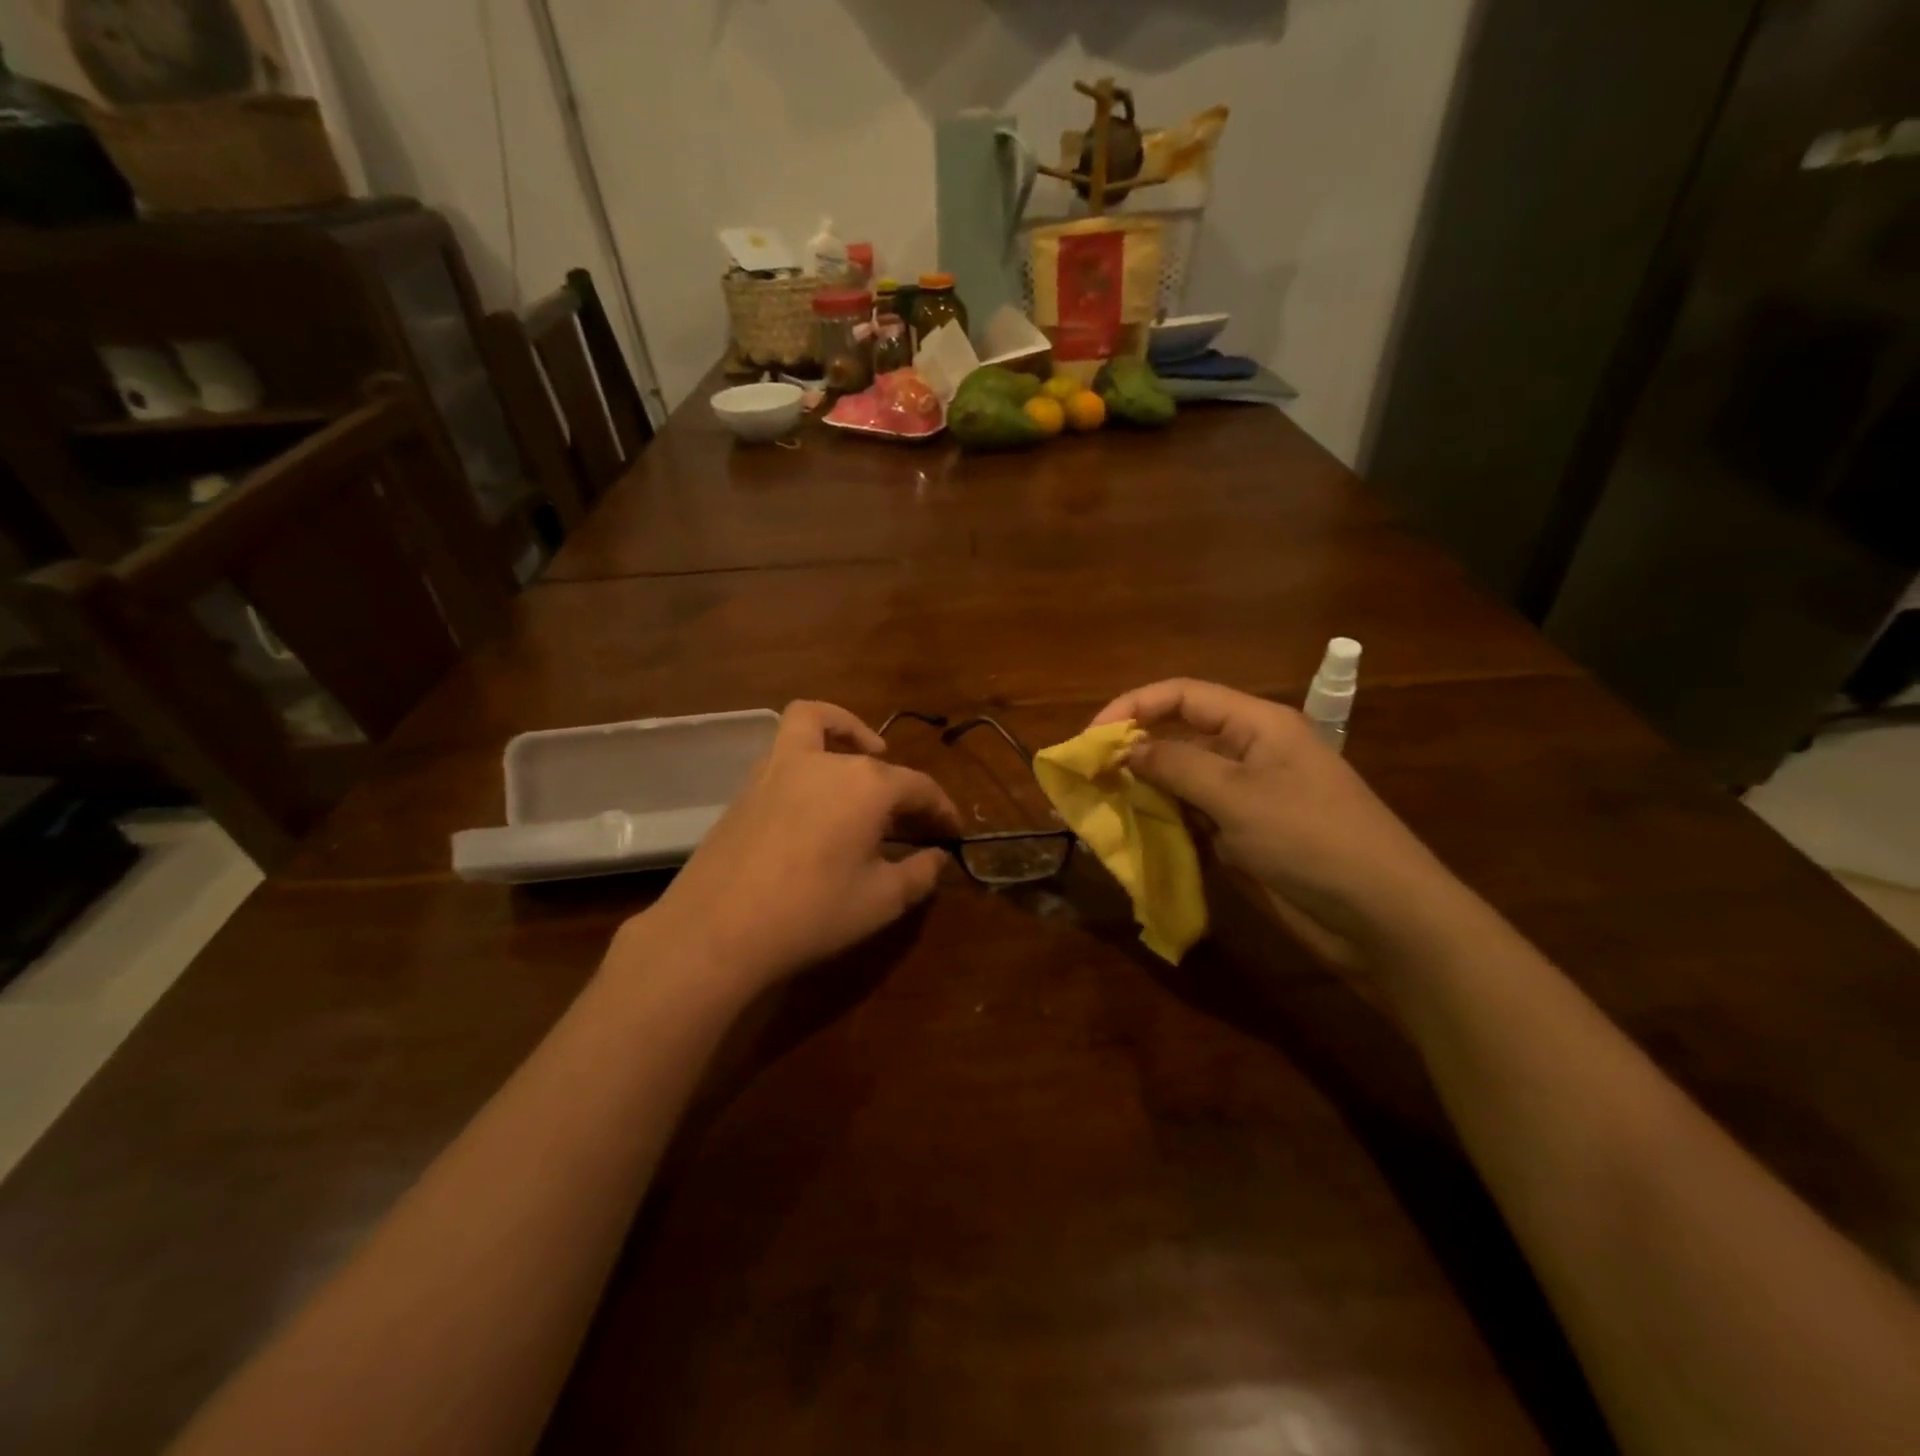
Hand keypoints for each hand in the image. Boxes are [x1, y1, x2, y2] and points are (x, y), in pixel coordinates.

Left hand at [636, 701, 960, 993]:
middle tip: (912, 823)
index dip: (942, 810)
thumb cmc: (812, 913)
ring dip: (846, 732)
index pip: (919, 787)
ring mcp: (780, 766)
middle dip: (902, 788)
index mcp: (867, 785)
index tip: (953, 833)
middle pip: (876, 763)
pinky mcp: (749, 784)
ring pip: (817, 722)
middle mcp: (826, 762)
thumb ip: (920, 873)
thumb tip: (937, 857)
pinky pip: (786, 746)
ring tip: (862, 760)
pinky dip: (809, 749)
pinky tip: (814, 793)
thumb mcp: (881, 901)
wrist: (717, 930)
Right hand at [1091, 679, 1459, 955]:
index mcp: (1257, 724)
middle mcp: (1249, 753)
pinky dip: (1162, 824)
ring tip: (1100, 807)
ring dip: (1143, 790)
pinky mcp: (1244, 837)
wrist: (1381, 916)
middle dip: (1132, 750)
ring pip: (1181, 781)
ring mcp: (1247, 798)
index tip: (1092, 736)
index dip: (1134, 706)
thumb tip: (1127, 749)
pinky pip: (1192, 819)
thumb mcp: (1239, 796)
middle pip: (1179, 735)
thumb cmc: (1312, 839)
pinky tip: (1133, 835)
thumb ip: (1177, 766)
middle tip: (1088, 776)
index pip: (1183, 695)